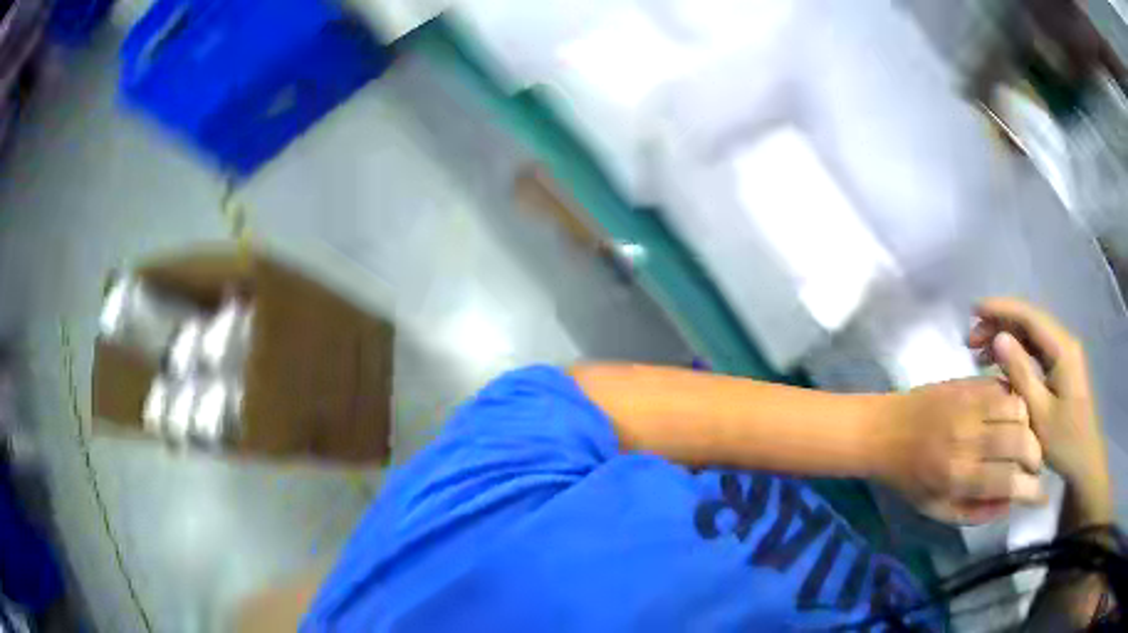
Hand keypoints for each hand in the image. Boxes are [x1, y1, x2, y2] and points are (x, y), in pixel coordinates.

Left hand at [877, 378, 1043, 523]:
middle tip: (1034, 467)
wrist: (883, 430)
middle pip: (1021, 441)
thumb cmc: (908, 477)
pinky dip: (1016, 402)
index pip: (1008, 482)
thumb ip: (974, 511)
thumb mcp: (935, 508)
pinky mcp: (967, 383)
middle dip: (1036, 457)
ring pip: (1019, 408)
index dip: (1031, 491)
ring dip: (1030, 426)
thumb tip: (1010, 505)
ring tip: (1026, 441)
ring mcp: (968, 405)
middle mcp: (968, 438)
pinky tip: (1013, 416)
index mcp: (957, 475)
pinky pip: (1004, 387)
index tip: (1042, 495)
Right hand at [970, 298, 1110, 522]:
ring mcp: (1064, 354)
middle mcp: (1064, 342)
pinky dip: (1016, 351)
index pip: (1030, 316)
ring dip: (1006, 337)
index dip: (1001, 309)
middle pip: (1030, 321)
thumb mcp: (1040, 414)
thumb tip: (999, 339)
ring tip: (980, 351)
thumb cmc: (1065, 441)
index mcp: (1063, 349)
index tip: (974, 310)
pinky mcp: (1061, 367)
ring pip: (1031, 334)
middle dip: (1000, 323)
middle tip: (971, 338)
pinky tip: (1000, 362)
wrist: (1085, 461)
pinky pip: (1036, 349)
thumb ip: (1021, 374)